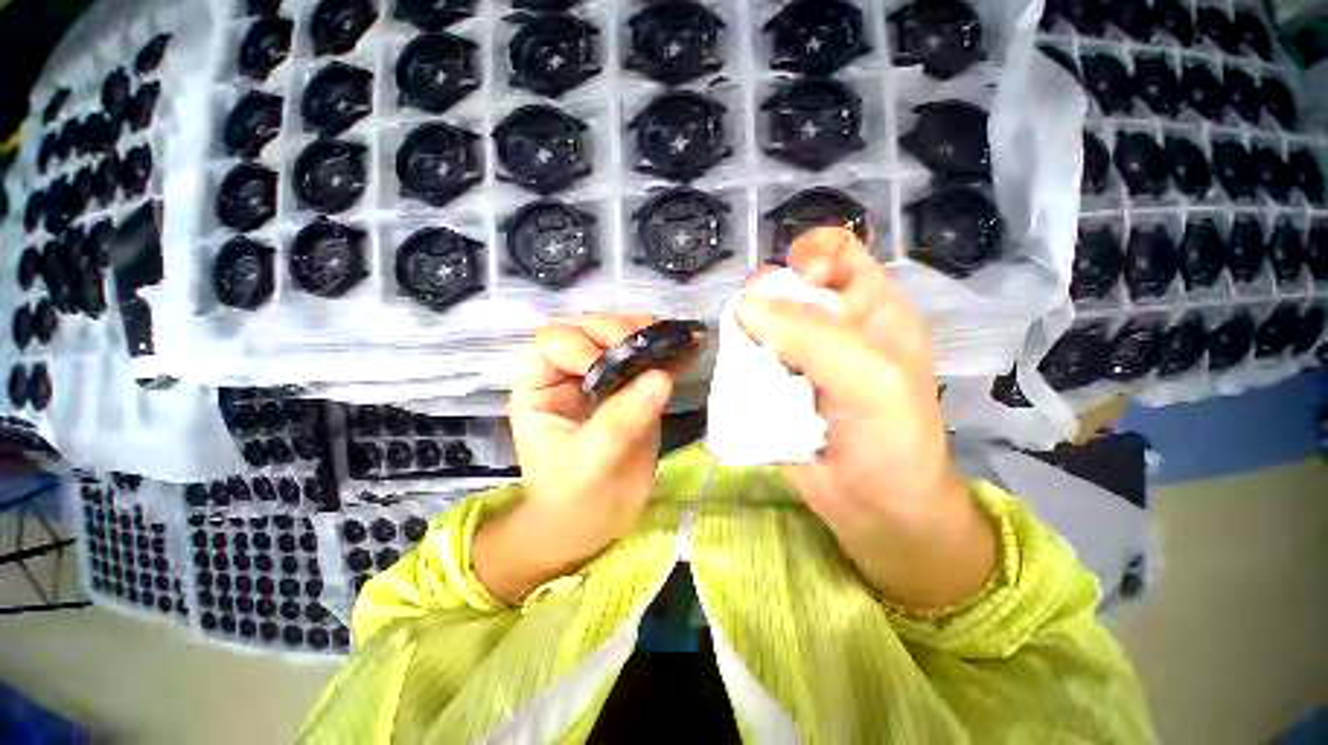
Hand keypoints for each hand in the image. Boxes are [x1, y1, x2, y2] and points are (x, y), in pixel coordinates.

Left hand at [474, 315, 678, 604]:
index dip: (585, 346)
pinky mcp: (633, 389)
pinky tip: (688, 350)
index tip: (613, 369)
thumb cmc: (573, 498)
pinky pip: (649, 361)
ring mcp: (606, 378)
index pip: (556, 341)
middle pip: (592, 329)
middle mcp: (571, 373)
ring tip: (673, 344)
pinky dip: (668, 353)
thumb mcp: (590, 462)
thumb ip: (621, 418)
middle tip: (652, 351)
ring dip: (648, 336)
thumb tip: (660, 376)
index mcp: (542, 386)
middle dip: (621, 333)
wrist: (593, 524)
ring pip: (622, 337)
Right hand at [737, 228, 996, 608]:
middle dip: (765, 303)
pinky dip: (738, 364)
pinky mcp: (775, 384)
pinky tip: (741, 382)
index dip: (807, 255)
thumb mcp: (871, 382)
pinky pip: (746, 358)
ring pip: (759, 323)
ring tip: (748, 365)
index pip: (834, 251)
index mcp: (870, 307)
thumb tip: (746, 305)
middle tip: (755, 336)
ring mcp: (799, 355)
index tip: (788, 286)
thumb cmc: (894, 443)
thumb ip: (815, 338)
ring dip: (746, 337)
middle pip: (785, 287)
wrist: (877, 510)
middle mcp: (832, 324)